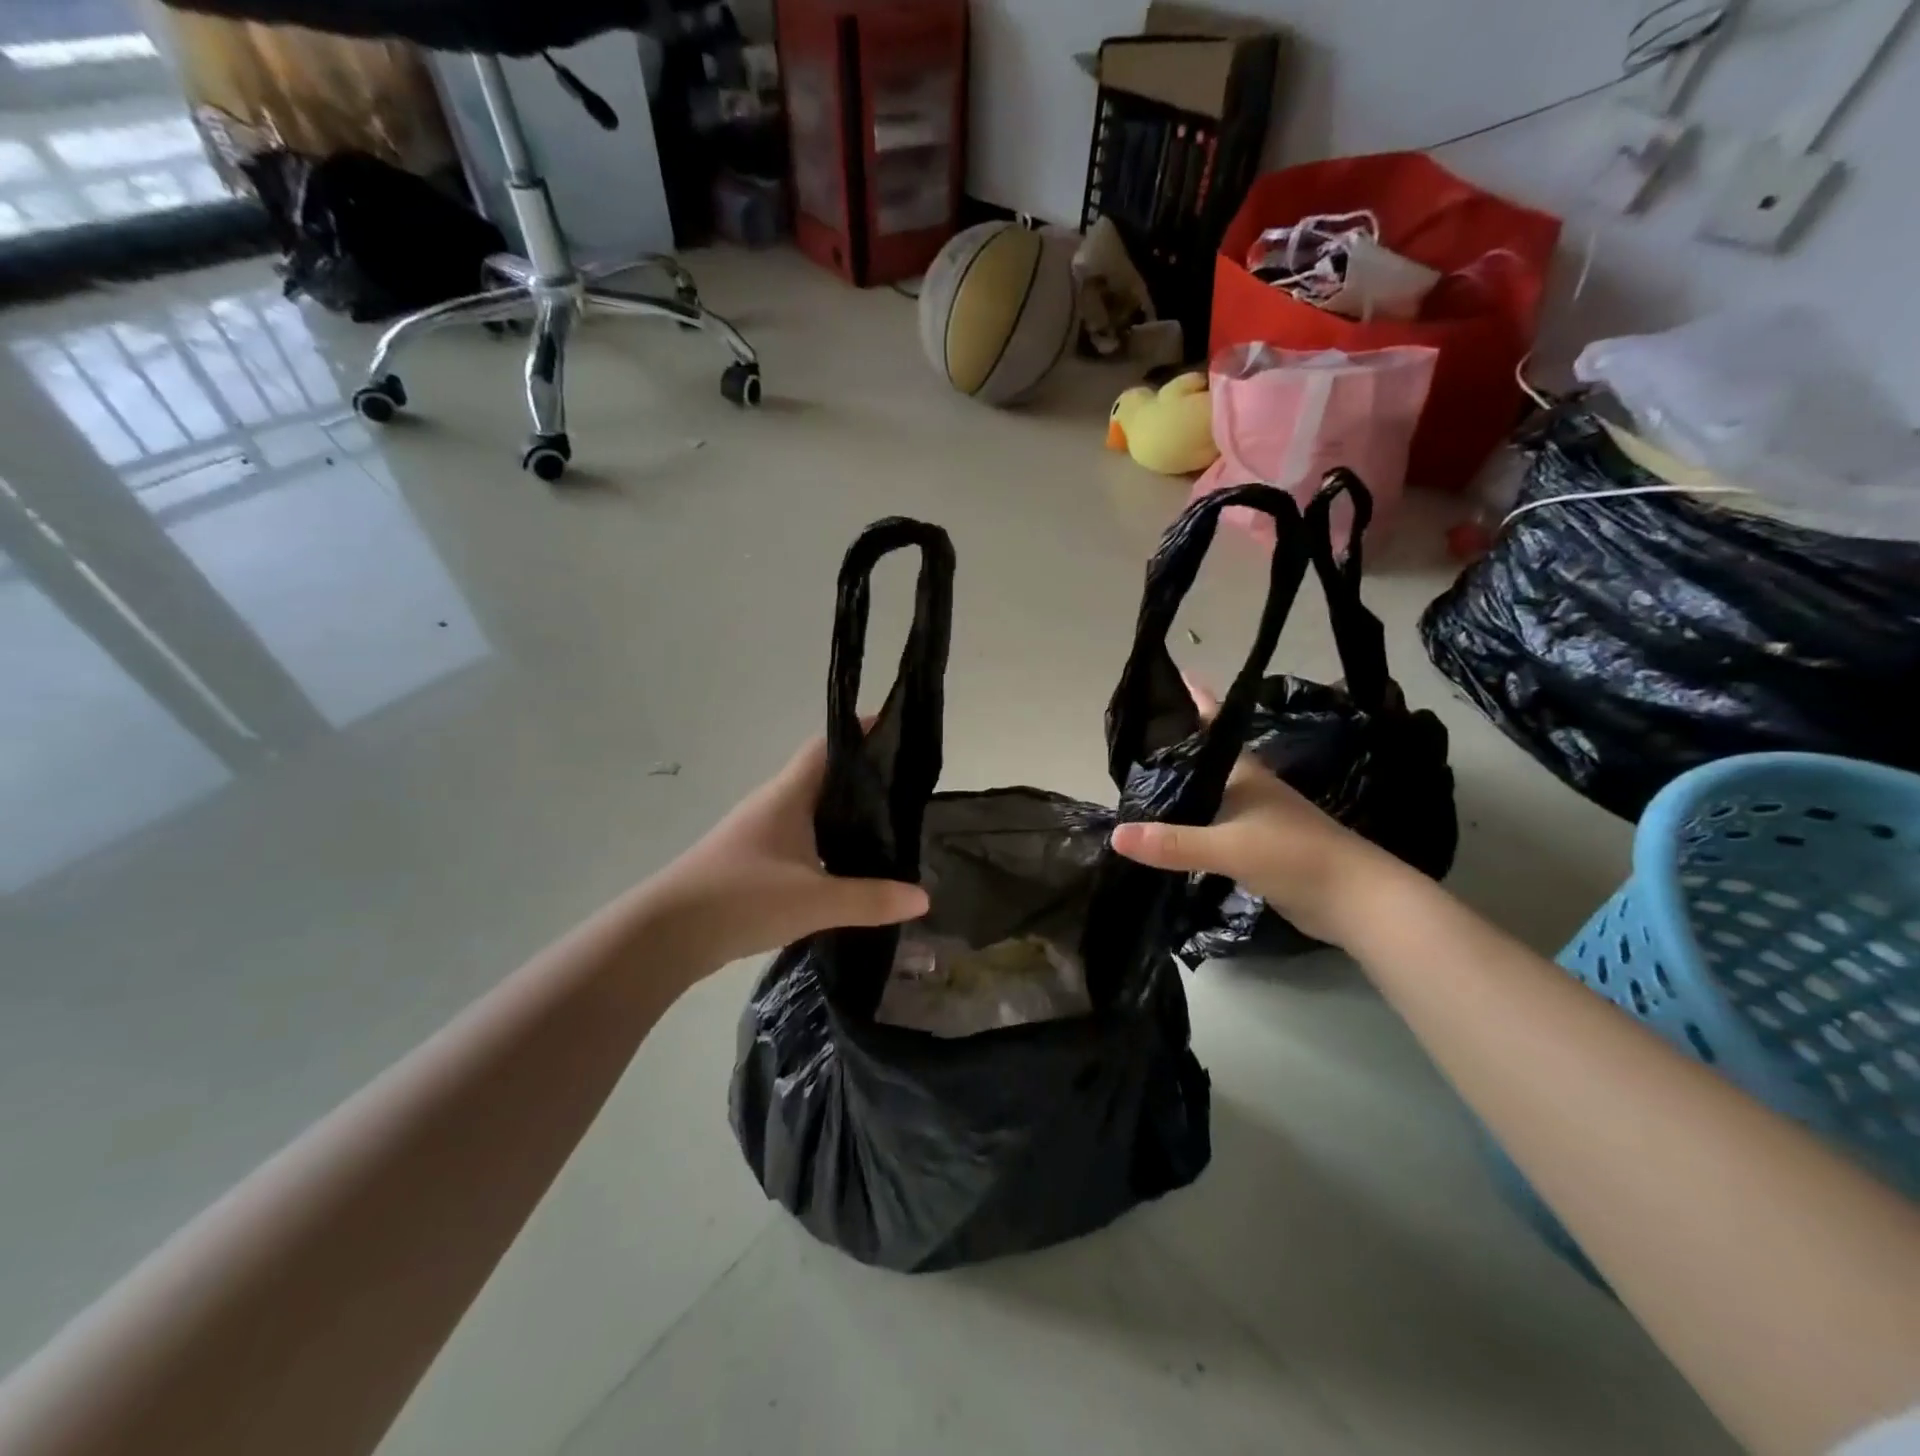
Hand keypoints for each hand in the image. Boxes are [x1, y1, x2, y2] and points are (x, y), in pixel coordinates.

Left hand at [642, 732, 929, 974]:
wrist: (663, 936)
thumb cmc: (740, 899)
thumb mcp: (815, 901)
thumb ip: (871, 898)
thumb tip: (924, 896)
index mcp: (787, 795)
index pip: (827, 746)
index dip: (861, 734)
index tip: (898, 735)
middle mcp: (773, 805)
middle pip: (824, 778)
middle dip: (863, 779)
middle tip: (907, 791)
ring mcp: (759, 834)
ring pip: (811, 812)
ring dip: (844, 816)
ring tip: (887, 829)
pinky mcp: (751, 863)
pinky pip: (799, 841)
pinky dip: (826, 846)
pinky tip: (846, 869)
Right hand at [1107, 679, 1399, 946]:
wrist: (1355, 901)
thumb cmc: (1295, 856)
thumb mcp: (1229, 847)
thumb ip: (1174, 843)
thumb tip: (1116, 835)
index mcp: (1245, 775)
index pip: (1214, 728)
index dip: (1197, 702)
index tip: (1176, 677)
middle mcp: (1249, 790)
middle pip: (1207, 760)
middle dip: (1177, 748)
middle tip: (1136, 739)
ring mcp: (1255, 820)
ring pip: (1210, 795)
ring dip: (1183, 788)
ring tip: (1143, 783)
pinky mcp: (1257, 849)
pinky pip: (1213, 827)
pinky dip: (1191, 824)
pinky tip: (1170, 832)